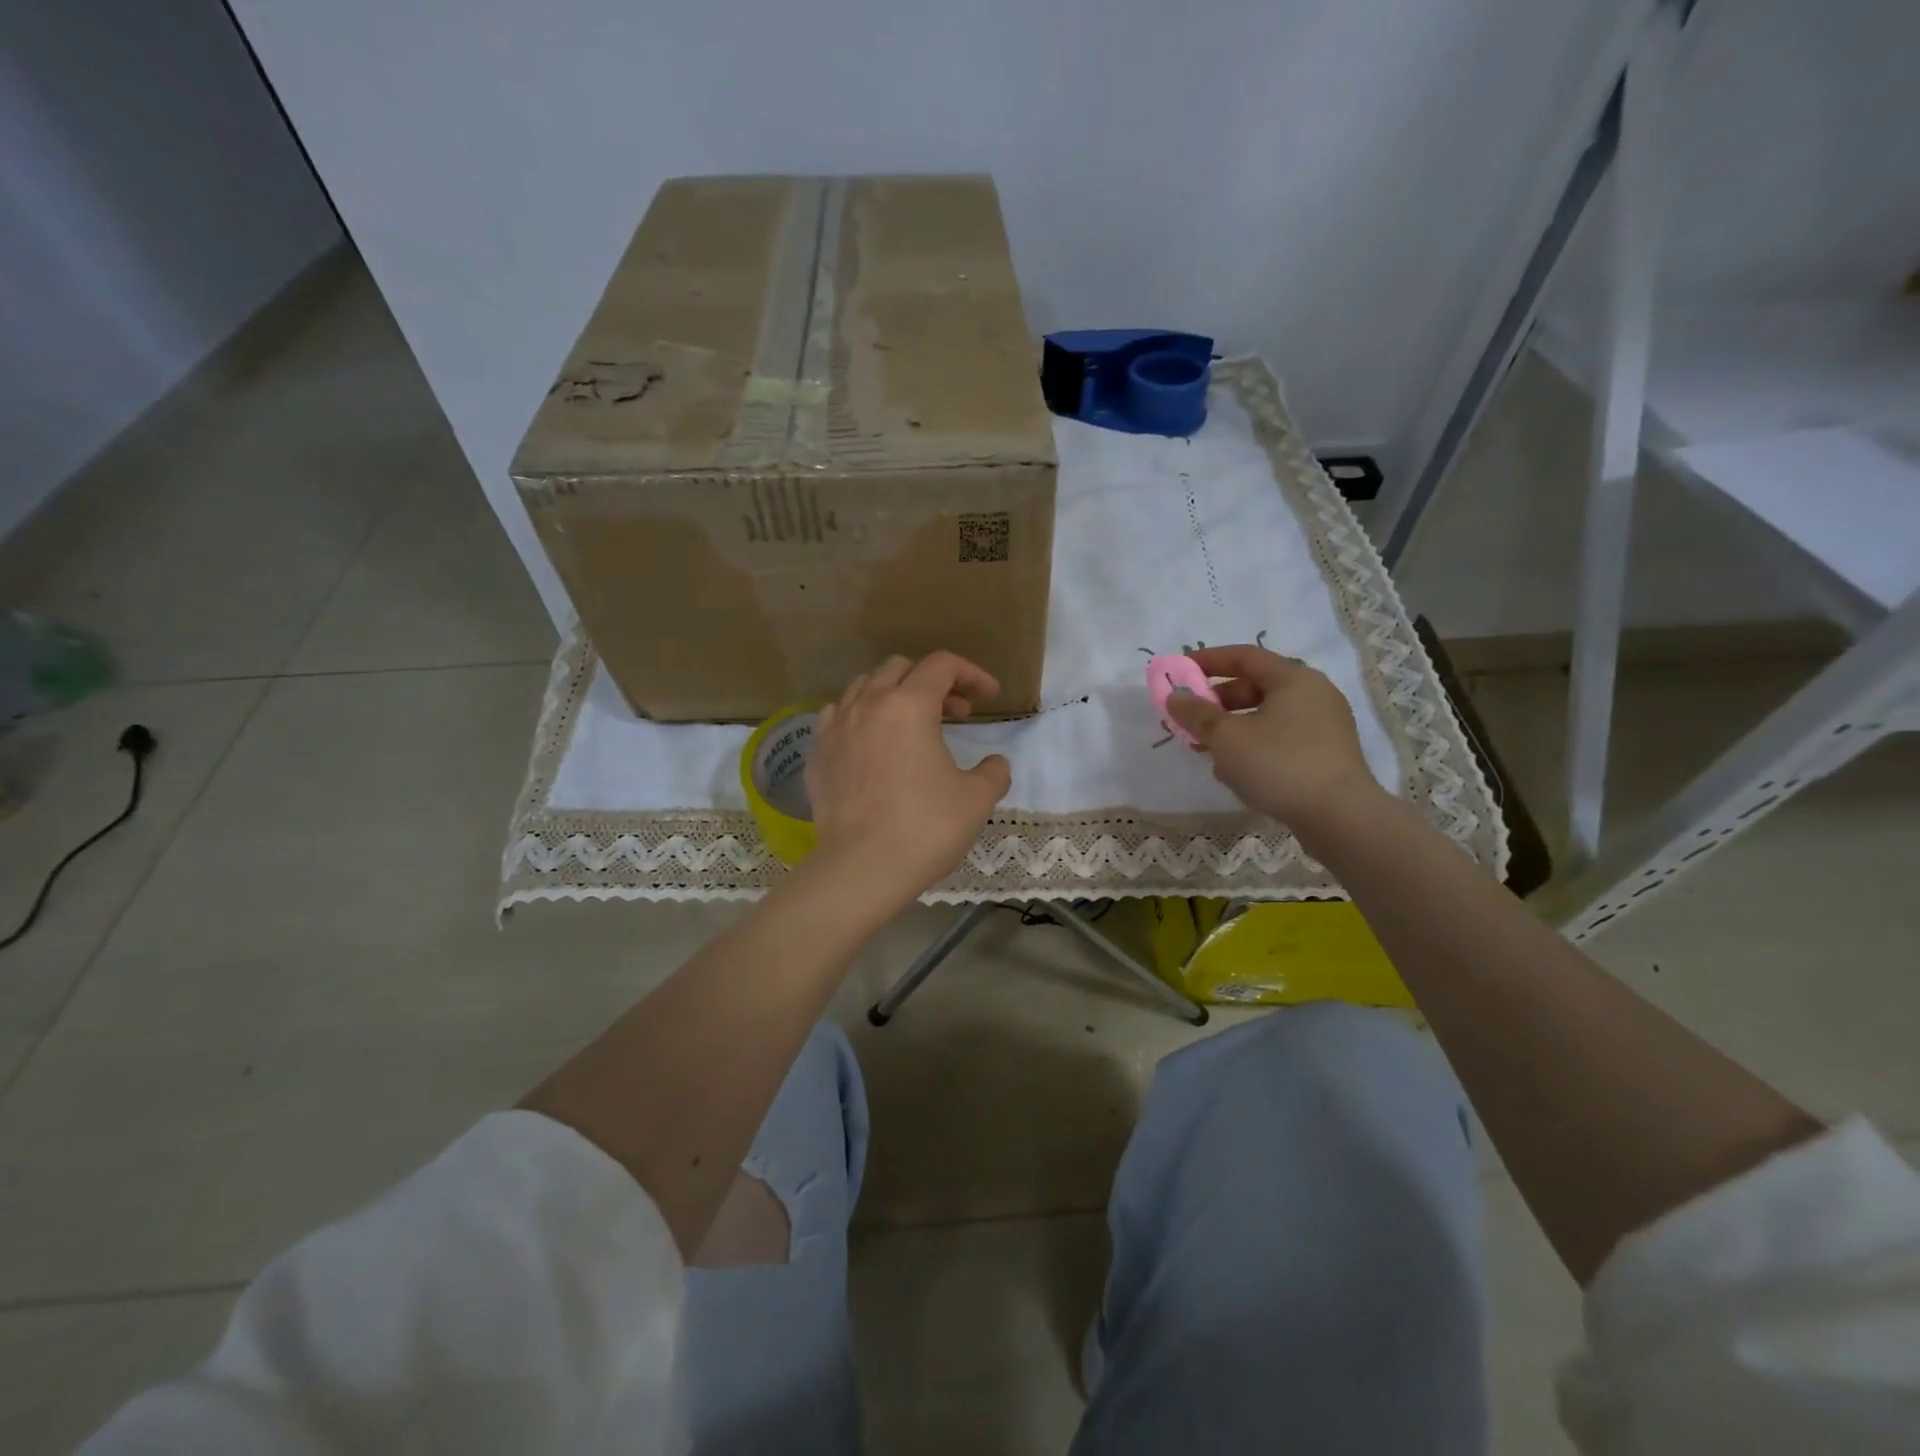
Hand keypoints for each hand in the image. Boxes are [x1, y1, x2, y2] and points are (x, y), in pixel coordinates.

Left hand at [804, 652, 1011, 906]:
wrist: (862, 867)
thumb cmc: (925, 827)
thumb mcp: (977, 799)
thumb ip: (993, 772)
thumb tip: (995, 765)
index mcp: (910, 705)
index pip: (943, 665)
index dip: (972, 674)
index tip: (989, 697)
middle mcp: (869, 704)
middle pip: (901, 668)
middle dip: (932, 681)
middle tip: (954, 714)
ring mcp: (837, 727)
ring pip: (864, 686)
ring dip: (894, 694)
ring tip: (911, 724)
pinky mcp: (817, 753)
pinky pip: (837, 715)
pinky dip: (860, 716)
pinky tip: (871, 742)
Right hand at [1164, 645, 1379, 826]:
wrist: (1339, 817)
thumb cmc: (1278, 764)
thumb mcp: (1226, 737)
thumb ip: (1196, 714)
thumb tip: (1175, 696)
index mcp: (1294, 678)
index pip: (1244, 656)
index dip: (1207, 660)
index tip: (1179, 671)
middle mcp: (1314, 694)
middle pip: (1256, 687)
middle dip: (1217, 702)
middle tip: (1190, 719)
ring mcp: (1324, 726)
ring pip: (1267, 717)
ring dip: (1232, 728)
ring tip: (1206, 750)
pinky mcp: (1327, 755)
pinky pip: (1281, 740)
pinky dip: (1254, 746)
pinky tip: (1234, 772)